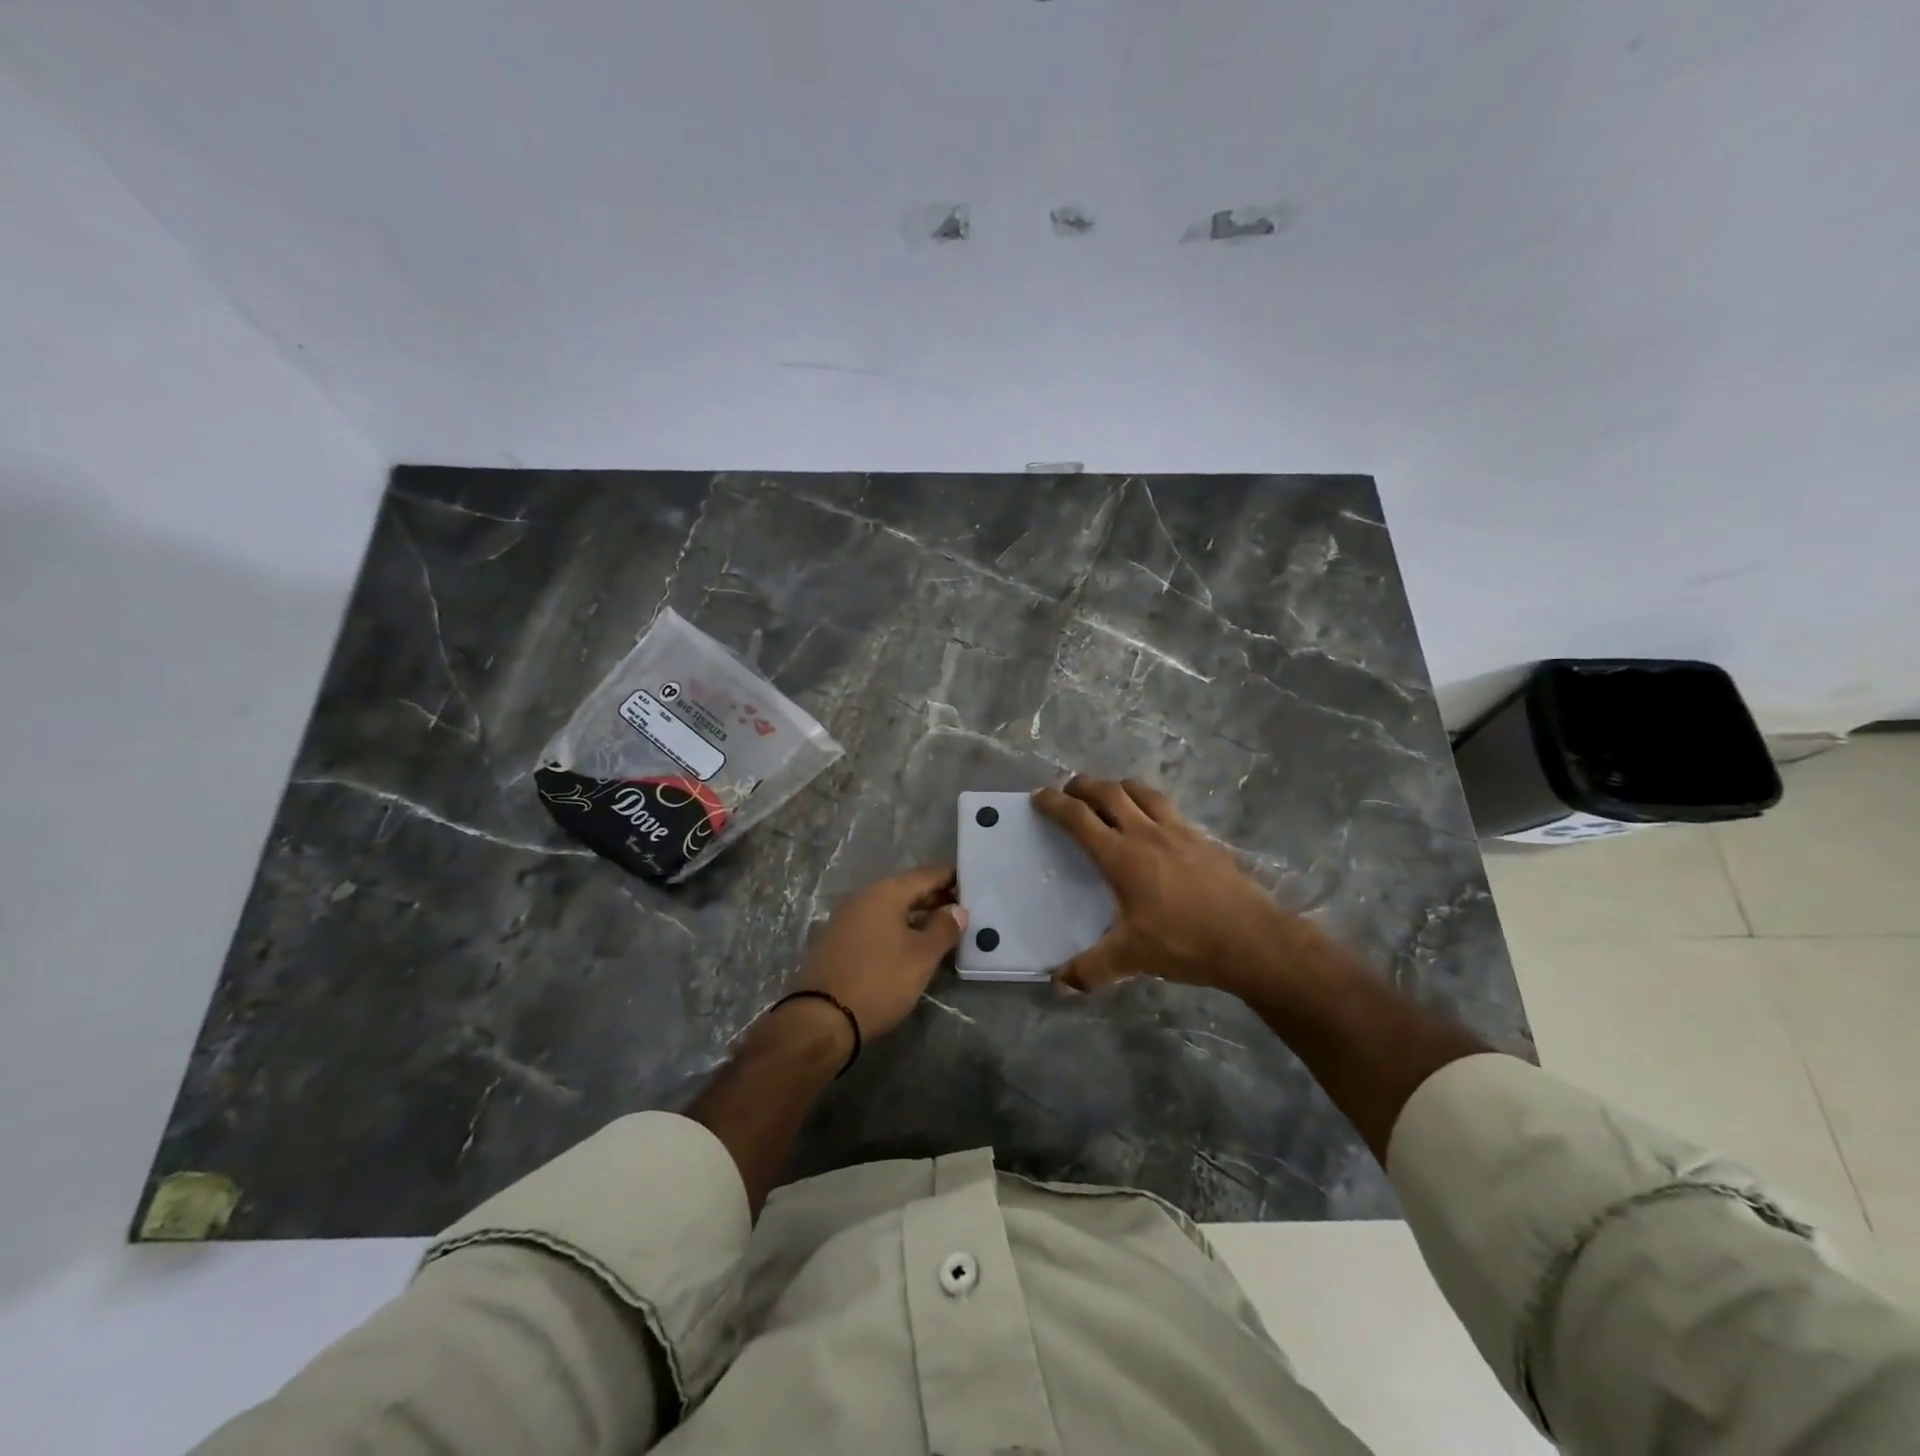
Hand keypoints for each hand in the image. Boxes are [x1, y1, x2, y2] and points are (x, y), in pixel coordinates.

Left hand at [791, 864, 967, 1040]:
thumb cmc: (879, 981)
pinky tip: (909, 946)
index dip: (950, 877)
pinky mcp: (836, 942)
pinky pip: (874, 925)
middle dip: (934, 898)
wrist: (821, 1019)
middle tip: (962, 910)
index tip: (973, 884)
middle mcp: (862, 898)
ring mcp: (845, 919)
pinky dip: (895, 929)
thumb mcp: (921, 957)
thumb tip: (956, 909)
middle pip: (906, 890)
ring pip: (889, 909)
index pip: (925, 874)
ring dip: (915, 916)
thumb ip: (944, 928)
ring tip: (941, 930)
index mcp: (884, 893)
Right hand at [1032, 776, 1308, 995]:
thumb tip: (1058, 985)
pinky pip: (1170, 809)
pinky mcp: (1204, 839)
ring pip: (1143, 792)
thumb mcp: (1132, 959)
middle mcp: (1147, 833)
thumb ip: (1091, 970)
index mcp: (1121, 855)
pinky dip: (1152, 805)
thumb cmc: (1185, 942)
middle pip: (1109, 792)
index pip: (1078, 818)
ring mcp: (1179, 832)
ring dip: (1120, 787)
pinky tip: (1156, 824)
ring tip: (1111, 796)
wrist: (1252, 939)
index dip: (1055, 804)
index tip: (1039, 797)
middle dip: (1084, 785)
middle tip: (1070, 790)